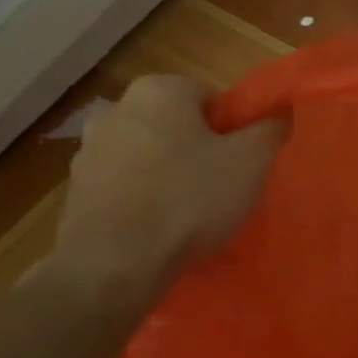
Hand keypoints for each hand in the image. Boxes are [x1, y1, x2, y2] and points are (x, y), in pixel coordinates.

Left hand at [43, 75, 283, 301]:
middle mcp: (117, 109)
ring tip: (188, 215)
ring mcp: (88, 151)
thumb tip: (282, 112)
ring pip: (146, 156)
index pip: (209, 98)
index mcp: (159, 90)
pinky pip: (123, 188)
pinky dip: (140, 201)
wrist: (113, 266)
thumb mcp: (250, 163)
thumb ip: (270, 130)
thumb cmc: (188, 201)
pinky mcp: (75, 191)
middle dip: (196, 151)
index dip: (231, 131)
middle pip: (175, 126)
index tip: (240, 163)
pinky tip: (158, 231)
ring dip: (166, 175)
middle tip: (219, 188)